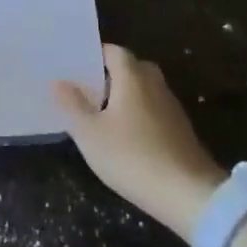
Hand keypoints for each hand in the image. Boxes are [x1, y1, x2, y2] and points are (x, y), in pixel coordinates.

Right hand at [53, 43, 226, 238]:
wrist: (189, 196)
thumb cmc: (132, 157)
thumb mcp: (90, 134)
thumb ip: (72, 105)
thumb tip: (58, 81)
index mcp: (132, 77)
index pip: (115, 51)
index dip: (96, 55)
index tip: (77, 65)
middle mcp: (155, 84)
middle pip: (132, 68)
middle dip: (111, 75)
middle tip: (89, 89)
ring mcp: (172, 108)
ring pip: (145, 91)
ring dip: (127, 97)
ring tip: (103, 114)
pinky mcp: (182, 131)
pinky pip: (155, 111)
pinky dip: (140, 115)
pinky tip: (127, 137)